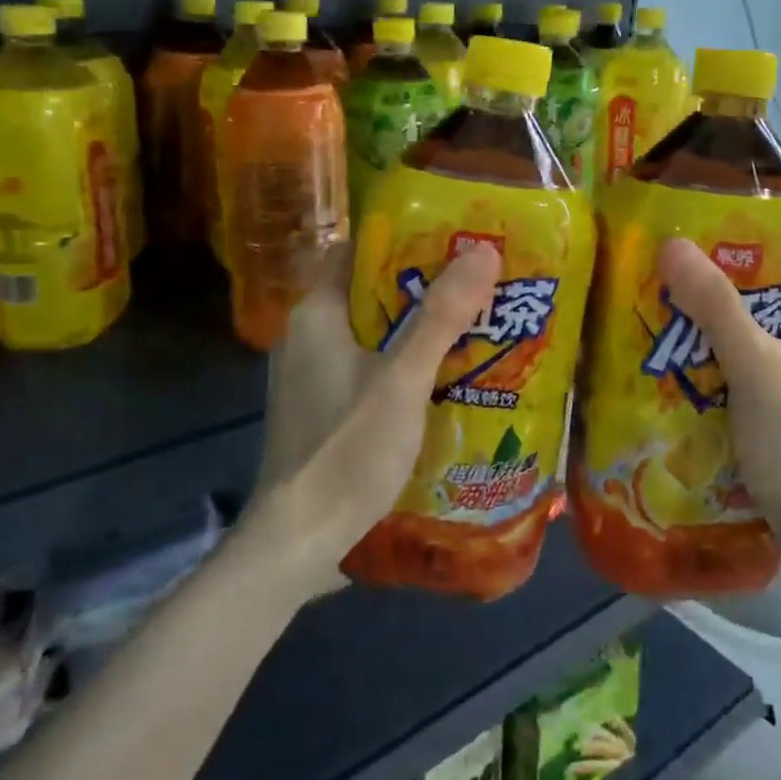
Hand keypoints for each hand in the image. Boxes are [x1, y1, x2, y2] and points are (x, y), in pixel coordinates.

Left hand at [243, 241, 500, 596]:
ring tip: (472, 323)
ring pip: (371, 331)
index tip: (452, 238)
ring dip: (416, 327)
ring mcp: (311, 374)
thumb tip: (483, 250)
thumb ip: (441, 315)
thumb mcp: (402, 378)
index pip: (356, 249)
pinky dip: (402, 361)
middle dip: (421, 285)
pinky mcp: (322, 406)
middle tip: (476, 282)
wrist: (298, 541)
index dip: (402, 238)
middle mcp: (307, 335)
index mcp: (316, 313)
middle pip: (368, 290)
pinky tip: (443, 375)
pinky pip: (368, 365)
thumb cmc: (346, 448)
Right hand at [657, 237, 780, 539]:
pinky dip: (763, 353)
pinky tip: (721, 363)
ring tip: (700, 312)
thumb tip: (673, 244)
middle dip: (754, 280)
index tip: (728, 233)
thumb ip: (715, 305)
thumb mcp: (753, 367)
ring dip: (753, 320)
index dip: (780, 239)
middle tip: (700, 272)